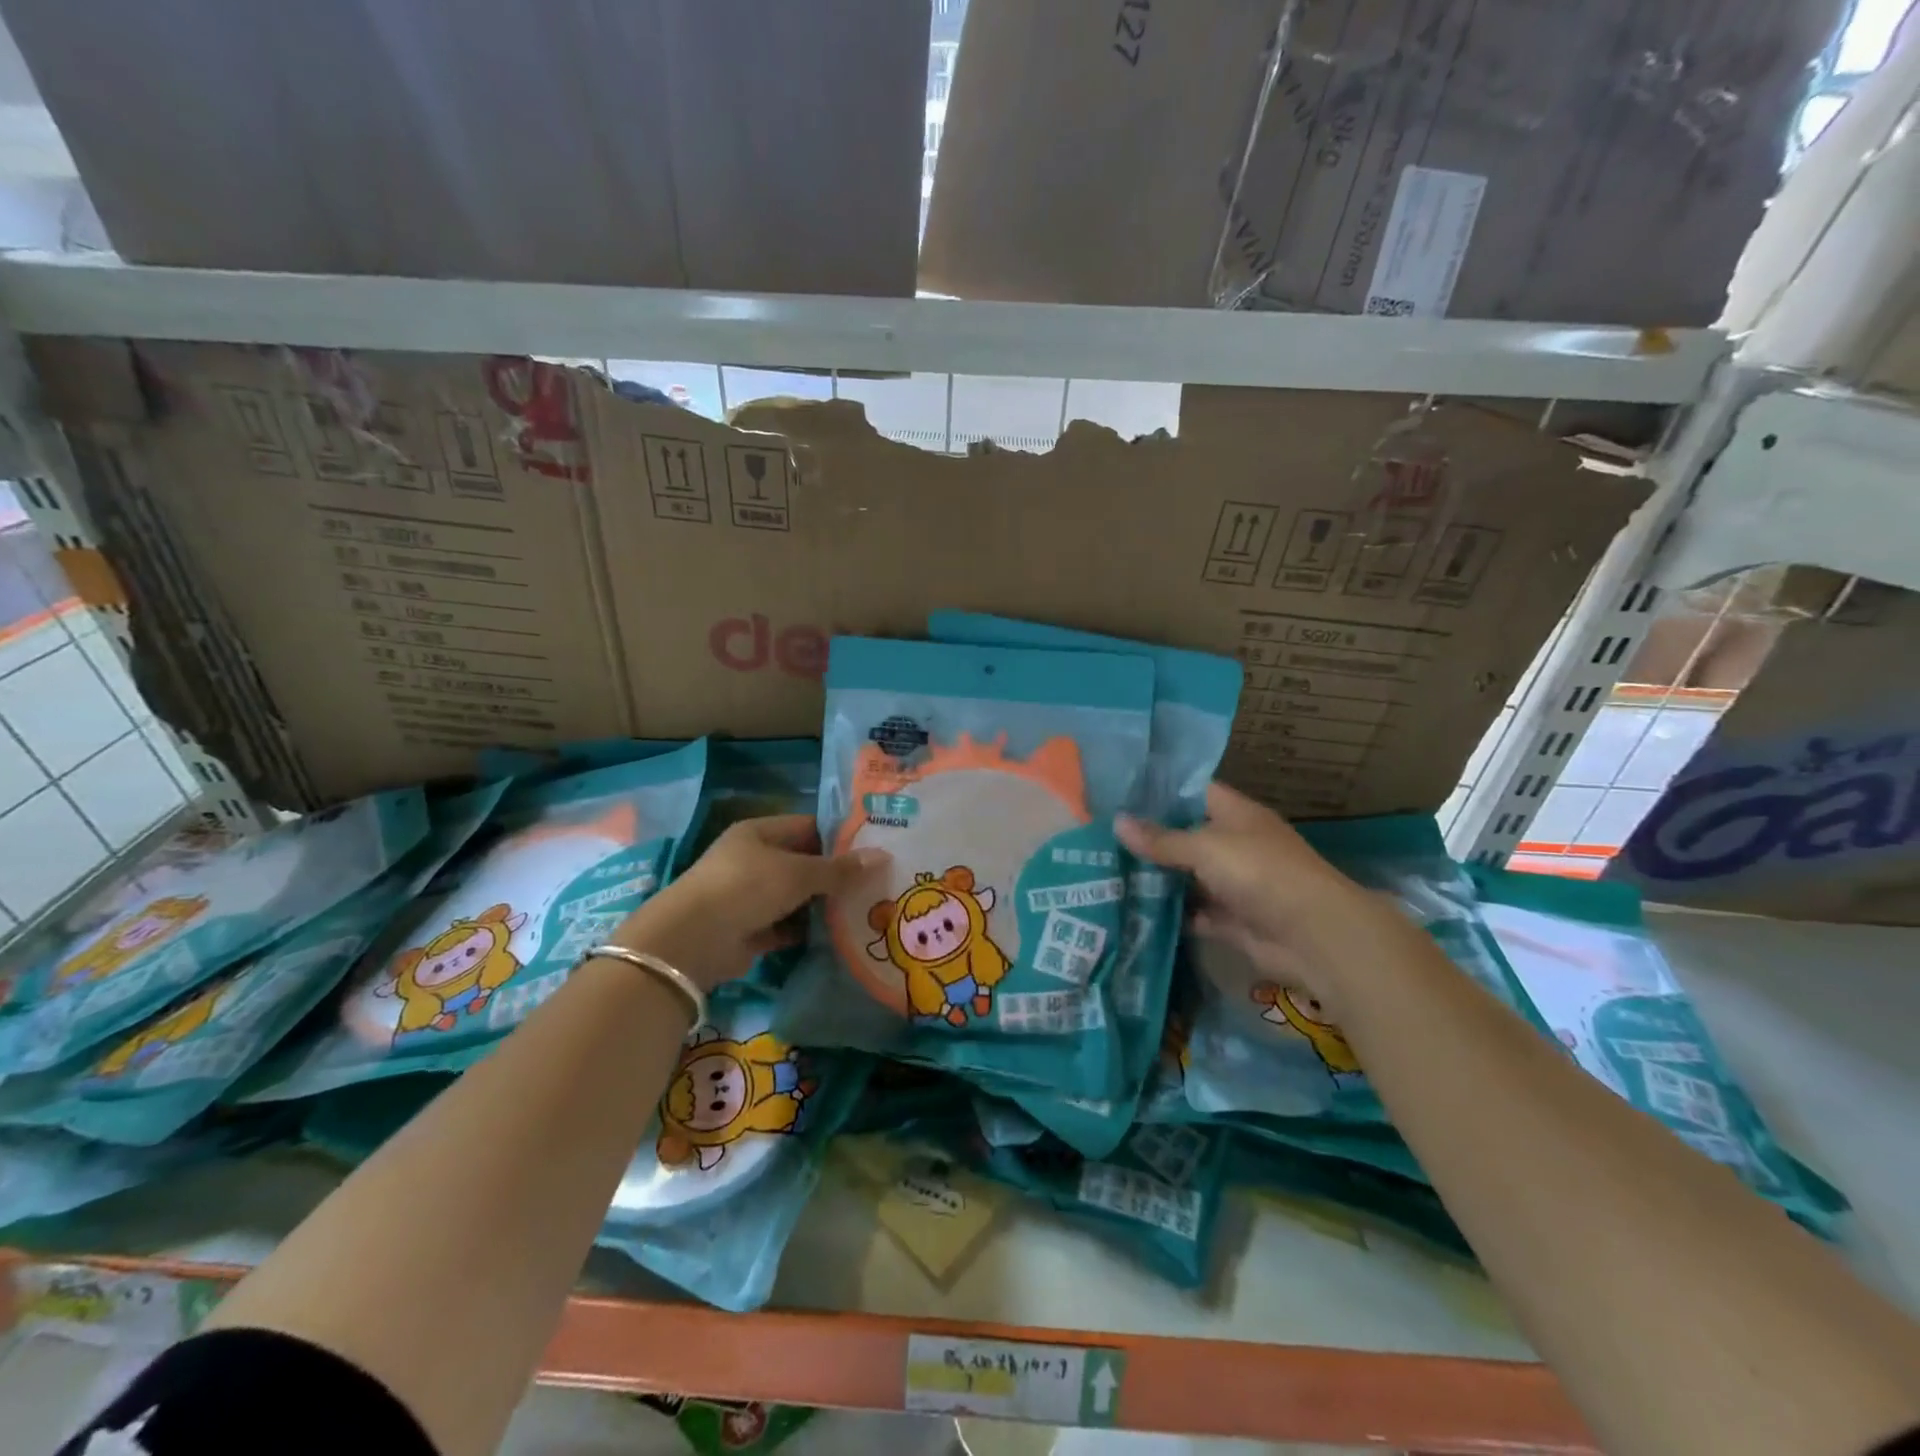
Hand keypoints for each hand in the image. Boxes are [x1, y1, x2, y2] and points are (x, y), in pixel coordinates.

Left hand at [612, 815, 885, 989]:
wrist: (692, 941)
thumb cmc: (746, 888)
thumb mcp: (798, 873)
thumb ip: (840, 869)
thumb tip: (883, 857)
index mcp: (760, 833)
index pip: (808, 827)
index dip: (840, 836)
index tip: (874, 847)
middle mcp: (754, 860)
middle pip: (804, 863)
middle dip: (836, 874)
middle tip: (878, 880)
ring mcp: (750, 896)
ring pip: (797, 896)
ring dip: (824, 904)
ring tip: (867, 907)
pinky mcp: (750, 929)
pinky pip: (788, 925)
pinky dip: (809, 930)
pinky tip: (841, 934)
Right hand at [1116, 783, 1417, 1011]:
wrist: (1313, 935)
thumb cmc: (1260, 872)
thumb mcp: (1205, 847)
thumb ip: (1161, 839)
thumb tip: (1117, 822)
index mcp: (1236, 815)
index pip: (1194, 792)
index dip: (1161, 791)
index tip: (1120, 792)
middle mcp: (1236, 845)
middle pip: (1187, 836)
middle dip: (1151, 838)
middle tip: (1102, 836)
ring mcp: (1235, 884)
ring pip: (1188, 877)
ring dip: (1158, 878)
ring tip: (1107, 872)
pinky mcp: (1232, 921)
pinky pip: (1195, 913)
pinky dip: (1171, 914)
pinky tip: (1134, 910)